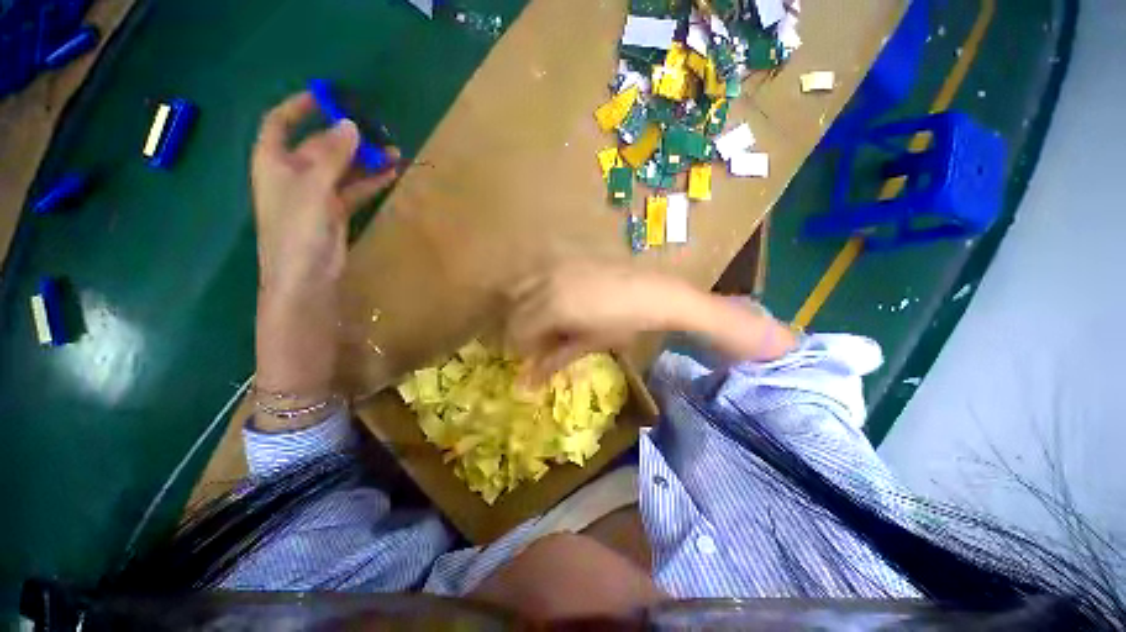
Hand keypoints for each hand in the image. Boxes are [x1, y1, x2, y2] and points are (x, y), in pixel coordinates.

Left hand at [251, 91, 397, 299]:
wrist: (306, 276)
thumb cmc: (297, 230)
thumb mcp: (312, 187)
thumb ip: (332, 156)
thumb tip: (351, 126)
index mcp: (273, 161)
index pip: (279, 122)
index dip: (300, 106)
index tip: (327, 97)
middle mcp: (293, 173)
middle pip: (319, 145)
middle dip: (346, 137)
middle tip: (377, 130)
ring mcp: (316, 193)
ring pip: (342, 168)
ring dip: (366, 160)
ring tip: (394, 152)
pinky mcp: (335, 211)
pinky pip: (354, 189)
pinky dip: (371, 181)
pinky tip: (391, 174)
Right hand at [506, 262, 690, 381]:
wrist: (651, 292)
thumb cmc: (624, 323)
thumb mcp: (589, 342)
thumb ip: (556, 357)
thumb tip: (530, 380)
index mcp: (553, 308)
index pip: (519, 329)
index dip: (521, 347)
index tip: (532, 357)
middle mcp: (548, 283)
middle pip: (517, 309)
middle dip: (521, 329)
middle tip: (538, 342)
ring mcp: (556, 266)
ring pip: (522, 288)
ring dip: (524, 308)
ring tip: (544, 322)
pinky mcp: (566, 258)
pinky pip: (538, 275)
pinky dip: (536, 291)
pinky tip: (555, 302)